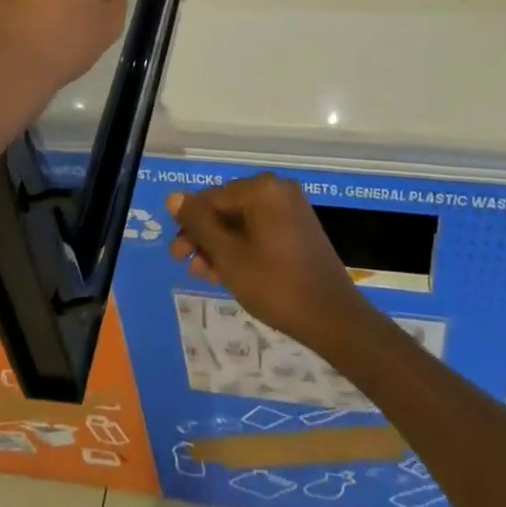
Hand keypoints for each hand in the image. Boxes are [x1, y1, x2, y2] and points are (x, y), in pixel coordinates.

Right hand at [169, 174, 372, 354]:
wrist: (331, 317)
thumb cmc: (275, 284)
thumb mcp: (229, 256)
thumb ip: (200, 225)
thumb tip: (174, 198)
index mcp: (262, 189)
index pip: (212, 198)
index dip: (189, 223)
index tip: (175, 252)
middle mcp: (277, 190)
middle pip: (227, 208)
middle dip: (204, 237)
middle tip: (185, 264)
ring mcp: (291, 209)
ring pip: (242, 222)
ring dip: (220, 245)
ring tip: (204, 273)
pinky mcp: (298, 229)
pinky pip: (260, 231)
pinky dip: (242, 248)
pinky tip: (226, 271)